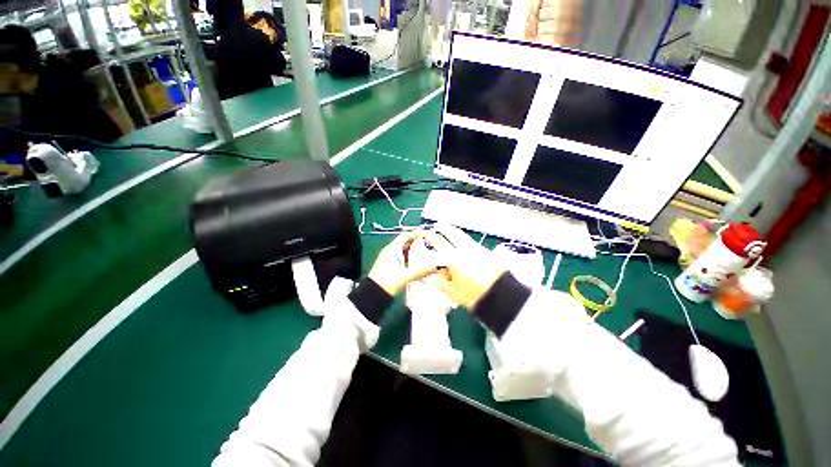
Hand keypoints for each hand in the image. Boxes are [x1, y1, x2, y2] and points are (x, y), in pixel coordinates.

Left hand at [367, 231, 440, 295]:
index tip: (428, 234)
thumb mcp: (405, 276)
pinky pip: (402, 258)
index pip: (405, 235)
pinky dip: (410, 258)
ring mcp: (389, 259)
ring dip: (414, 251)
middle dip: (417, 242)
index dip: (416, 233)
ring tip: (427, 253)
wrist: (372, 295)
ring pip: (404, 251)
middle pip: (405, 242)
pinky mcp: (389, 266)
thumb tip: (437, 267)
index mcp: (392, 249)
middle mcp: (390, 251)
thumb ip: (421, 271)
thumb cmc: (387, 282)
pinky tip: (418, 264)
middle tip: (430, 244)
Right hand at [423, 226, 506, 308]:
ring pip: (463, 235)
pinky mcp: (486, 251)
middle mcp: (464, 249)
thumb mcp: (454, 292)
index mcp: (453, 257)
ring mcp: (476, 248)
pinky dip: (464, 240)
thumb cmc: (475, 296)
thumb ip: (443, 281)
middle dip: (443, 228)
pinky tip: (463, 246)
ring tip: (450, 232)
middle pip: (452, 232)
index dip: (429, 235)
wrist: (501, 295)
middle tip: (437, 226)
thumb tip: (441, 273)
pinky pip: (471, 241)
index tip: (424, 233)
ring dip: (454, 232)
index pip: (438, 241)